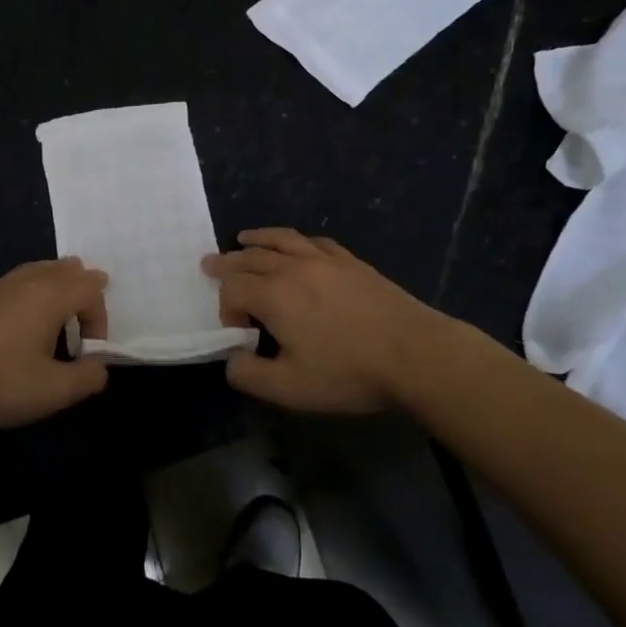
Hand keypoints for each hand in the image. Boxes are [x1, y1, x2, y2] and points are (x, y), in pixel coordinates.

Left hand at [0, 258, 110, 429]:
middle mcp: (28, 280)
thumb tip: (100, 366)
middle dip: (82, 294)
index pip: (92, 287)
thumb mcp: (52, 392)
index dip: (100, 318)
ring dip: (58, 292)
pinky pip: (19, 282)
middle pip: (68, 269)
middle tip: (80, 328)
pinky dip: (33, 295)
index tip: (87, 353)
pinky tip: (20, 328)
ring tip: (55, 324)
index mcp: (50, 295)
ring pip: (42, 271)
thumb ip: (87, 378)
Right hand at [204, 229, 460, 412]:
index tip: (239, 331)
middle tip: (210, 263)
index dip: (226, 307)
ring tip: (244, 238)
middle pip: (251, 257)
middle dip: (228, 263)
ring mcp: (325, 260)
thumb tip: (232, 359)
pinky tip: (299, 246)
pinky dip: (297, 241)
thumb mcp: (290, 389)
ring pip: (282, 240)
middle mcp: (293, 268)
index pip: (233, 288)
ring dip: (258, 239)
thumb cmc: (348, 372)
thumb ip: (250, 375)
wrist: (415, 354)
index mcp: (274, 295)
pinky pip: (315, 242)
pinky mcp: (352, 262)